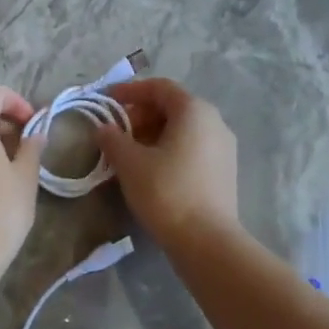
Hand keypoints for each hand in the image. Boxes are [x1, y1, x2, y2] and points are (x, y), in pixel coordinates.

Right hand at [95, 78, 239, 246]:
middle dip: (140, 115)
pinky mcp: (224, 171)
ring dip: (153, 134)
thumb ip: (112, 139)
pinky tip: (150, 170)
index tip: (106, 101)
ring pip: (183, 129)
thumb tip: (103, 128)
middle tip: (115, 131)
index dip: (130, 91)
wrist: (207, 241)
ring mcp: (223, 147)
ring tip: (128, 153)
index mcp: (194, 110)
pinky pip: (192, 148)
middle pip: (172, 107)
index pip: (159, 87)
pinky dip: (169, 149)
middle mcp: (214, 122)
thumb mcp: (130, 162)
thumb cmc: (166, 191)